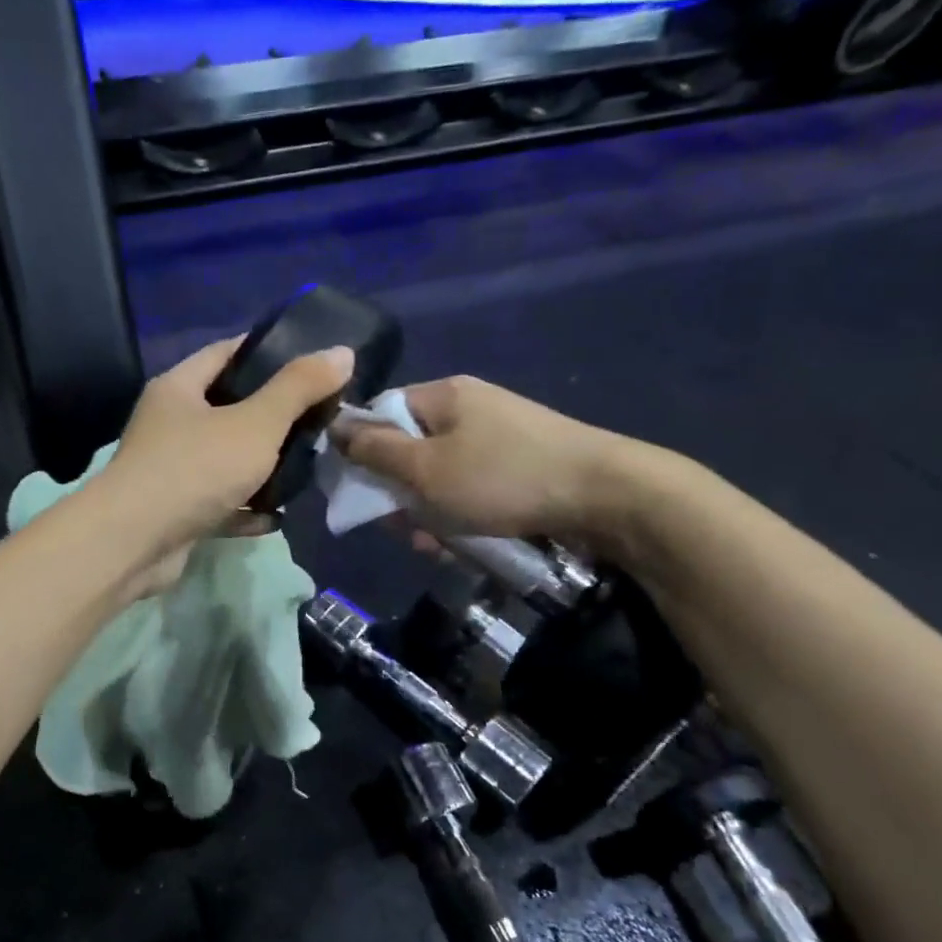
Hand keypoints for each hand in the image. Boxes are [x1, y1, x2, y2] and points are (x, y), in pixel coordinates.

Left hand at [98, 337, 355, 590]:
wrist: (134, 544)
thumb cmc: (195, 469)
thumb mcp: (256, 423)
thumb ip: (299, 387)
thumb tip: (342, 352)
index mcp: (179, 388)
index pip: (227, 352)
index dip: (269, 351)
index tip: (312, 360)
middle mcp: (170, 424)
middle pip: (229, 408)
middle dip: (274, 415)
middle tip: (319, 419)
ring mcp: (170, 470)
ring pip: (226, 459)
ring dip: (263, 466)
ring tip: (308, 466)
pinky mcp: (175, 512)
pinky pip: (220, 503)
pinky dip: (246, 508)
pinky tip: (277, 517)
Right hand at [337, 376, 651, 550]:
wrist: (607, 495)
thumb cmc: (502, 477)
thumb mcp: (425, 469)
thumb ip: (374, 451)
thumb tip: (335, 427)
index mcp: (442, 395)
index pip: (379, 413)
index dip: (360, 452)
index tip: (357, 491)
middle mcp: (467, 408)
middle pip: (408, 448)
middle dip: (397, 493)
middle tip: (401, 528)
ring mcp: (496, 436)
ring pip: (438, 475)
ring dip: (427, 511)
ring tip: (434, 545)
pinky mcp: (518, 464)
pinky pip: (470, 487)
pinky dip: (459, 513)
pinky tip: (462, 543)